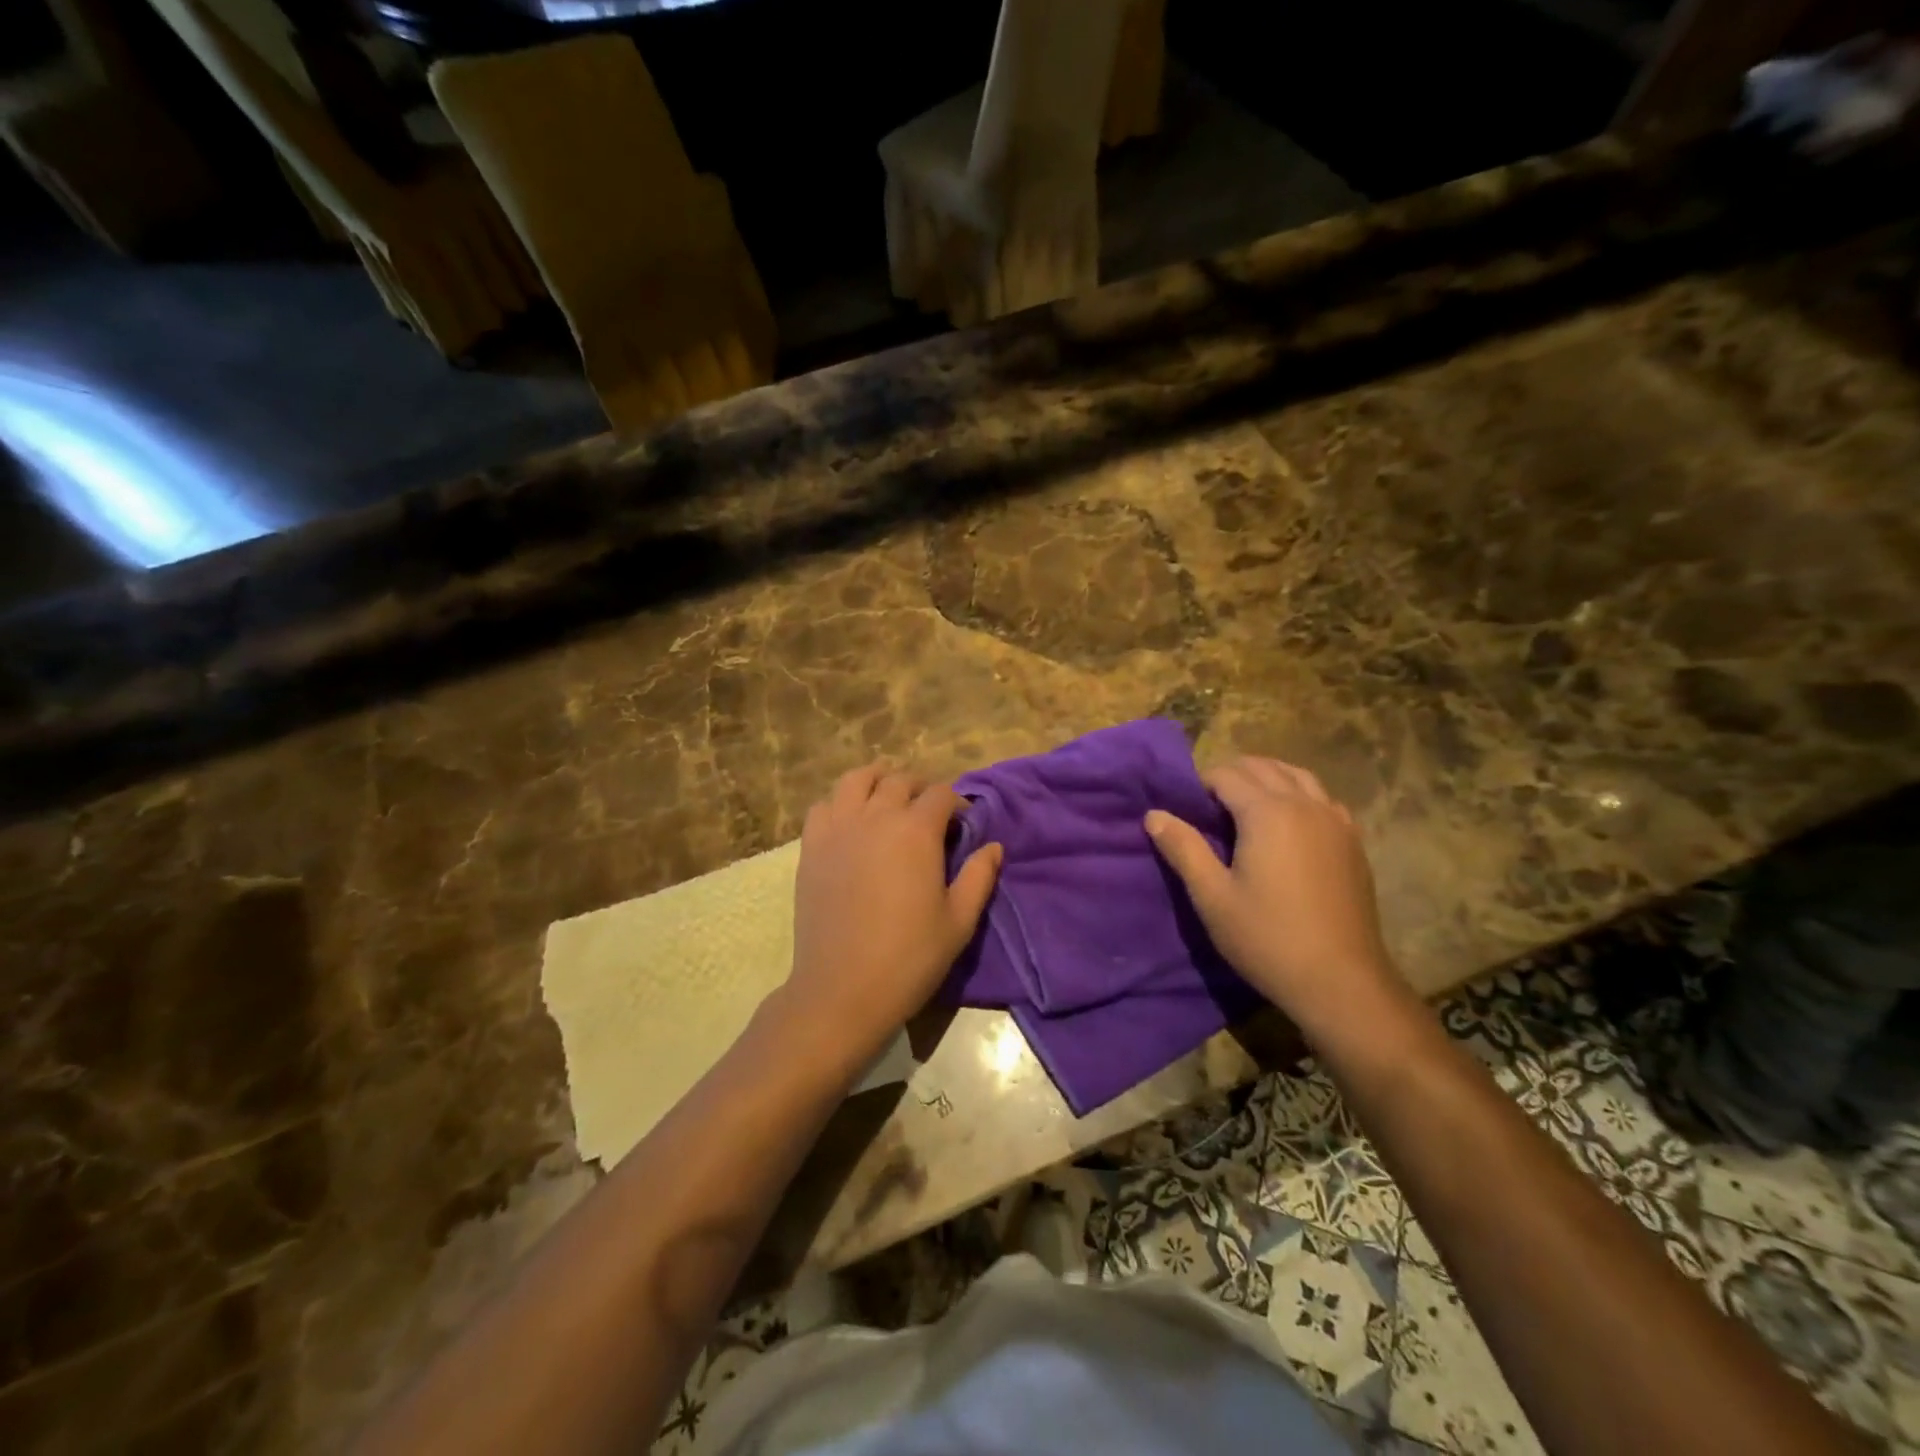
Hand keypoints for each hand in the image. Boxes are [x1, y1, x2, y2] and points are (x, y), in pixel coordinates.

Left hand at [786, 765, 1001, 1059]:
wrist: (842, 989)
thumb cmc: (909, 957)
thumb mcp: (959, 921)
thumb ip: (979, 877)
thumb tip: (993, 846)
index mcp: (916, 831)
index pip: (941, 794)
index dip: (956, 803)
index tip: (962, 823)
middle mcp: (876, 817)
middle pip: (899, 780)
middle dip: (920, 789)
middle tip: (928, 814)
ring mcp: (838, 828)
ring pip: (856, 780)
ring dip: (877, 780)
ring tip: (887, 797)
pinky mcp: (811, 846)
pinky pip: (822, 805)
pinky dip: (840, 802)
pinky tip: (850, 820)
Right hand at [1145, 756, 1403, 1040]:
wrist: (1340, 981)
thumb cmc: (1267, 938)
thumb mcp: (1212, 897)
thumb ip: (1183, 849)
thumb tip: (1154, 814)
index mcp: (1268, 812)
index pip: (1227, 775)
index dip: (1201, 785)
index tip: (1186, 810)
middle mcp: (1305, 805)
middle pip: (1263, 767)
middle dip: (1232, 775)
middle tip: (1208, 808)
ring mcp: (1336, 821)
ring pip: (1298, 776)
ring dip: (1267, 779)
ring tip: (1245, 808)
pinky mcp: (1353, 841)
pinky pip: (1323, 799)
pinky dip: (1299, 796)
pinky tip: (1289, 825)